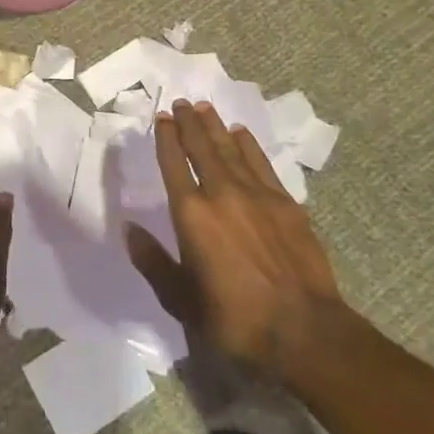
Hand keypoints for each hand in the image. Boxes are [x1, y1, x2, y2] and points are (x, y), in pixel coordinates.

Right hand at [125, 100, 342, 373]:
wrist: (305, 331)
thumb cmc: (236, 320)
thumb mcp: (182, 301)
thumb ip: (154, 262)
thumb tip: (129, 229)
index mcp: (192, 215)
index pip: (174, 164)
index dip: (166, 138)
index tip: (163, 118)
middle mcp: (222, 194)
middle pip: (201, 147)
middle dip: (189, 123)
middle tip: (181, 102)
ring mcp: (257, 195)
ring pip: (231, 149)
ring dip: (216, 126)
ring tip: (205, 107)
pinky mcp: (286, 203)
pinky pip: (261, 163)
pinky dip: (248, 145)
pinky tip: (241, 134)